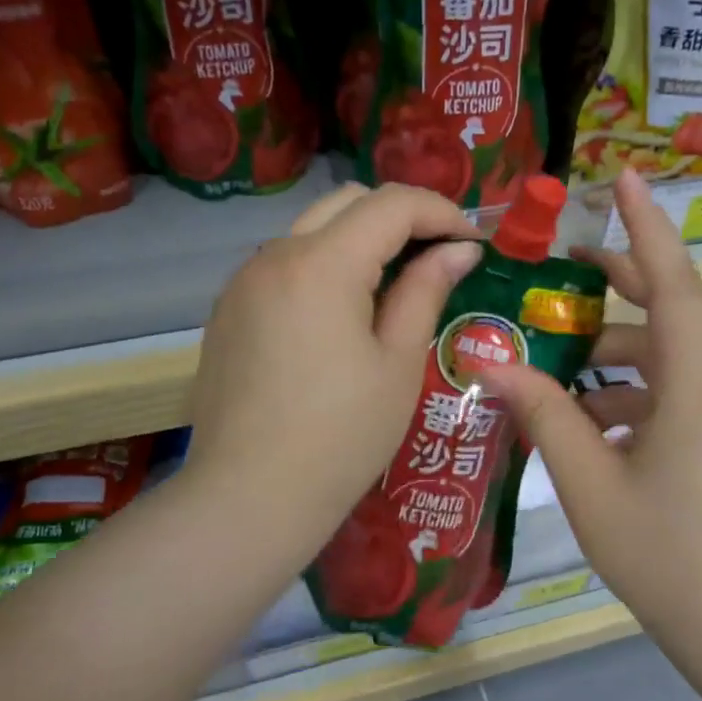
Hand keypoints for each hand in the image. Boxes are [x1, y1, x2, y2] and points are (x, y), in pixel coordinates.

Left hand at [182, 182, 481, 560]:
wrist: (249, 497)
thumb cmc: (340, 437)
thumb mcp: (398, 364)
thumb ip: (426, 291)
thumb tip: (459, 249)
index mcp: (322, 264)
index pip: (392, 204)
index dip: (442, 212)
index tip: (473, 244)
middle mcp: (274, 255)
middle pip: (347, 203)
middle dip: (401, 218)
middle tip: (439, 258)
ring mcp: (243, 282)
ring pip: (311, 231)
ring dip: (359, 242)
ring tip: (395, 288)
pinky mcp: (228, 312)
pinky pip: (284, 267)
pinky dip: (323, 268)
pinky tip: (342, 316)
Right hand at [485, 169, 701, 633]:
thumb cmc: (661, 553)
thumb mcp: (588, 480)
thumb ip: (542, 413)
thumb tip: (490, 362)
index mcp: (694, 385)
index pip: (673, 283)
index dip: (646, 226)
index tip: (623, 177)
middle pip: (667, 310)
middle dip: (618, 282)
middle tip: (562, 267)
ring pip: (661, 356)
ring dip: (610, 351)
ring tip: (551, 361)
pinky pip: (665, 392)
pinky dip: (622, 392)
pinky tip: (580, 419)